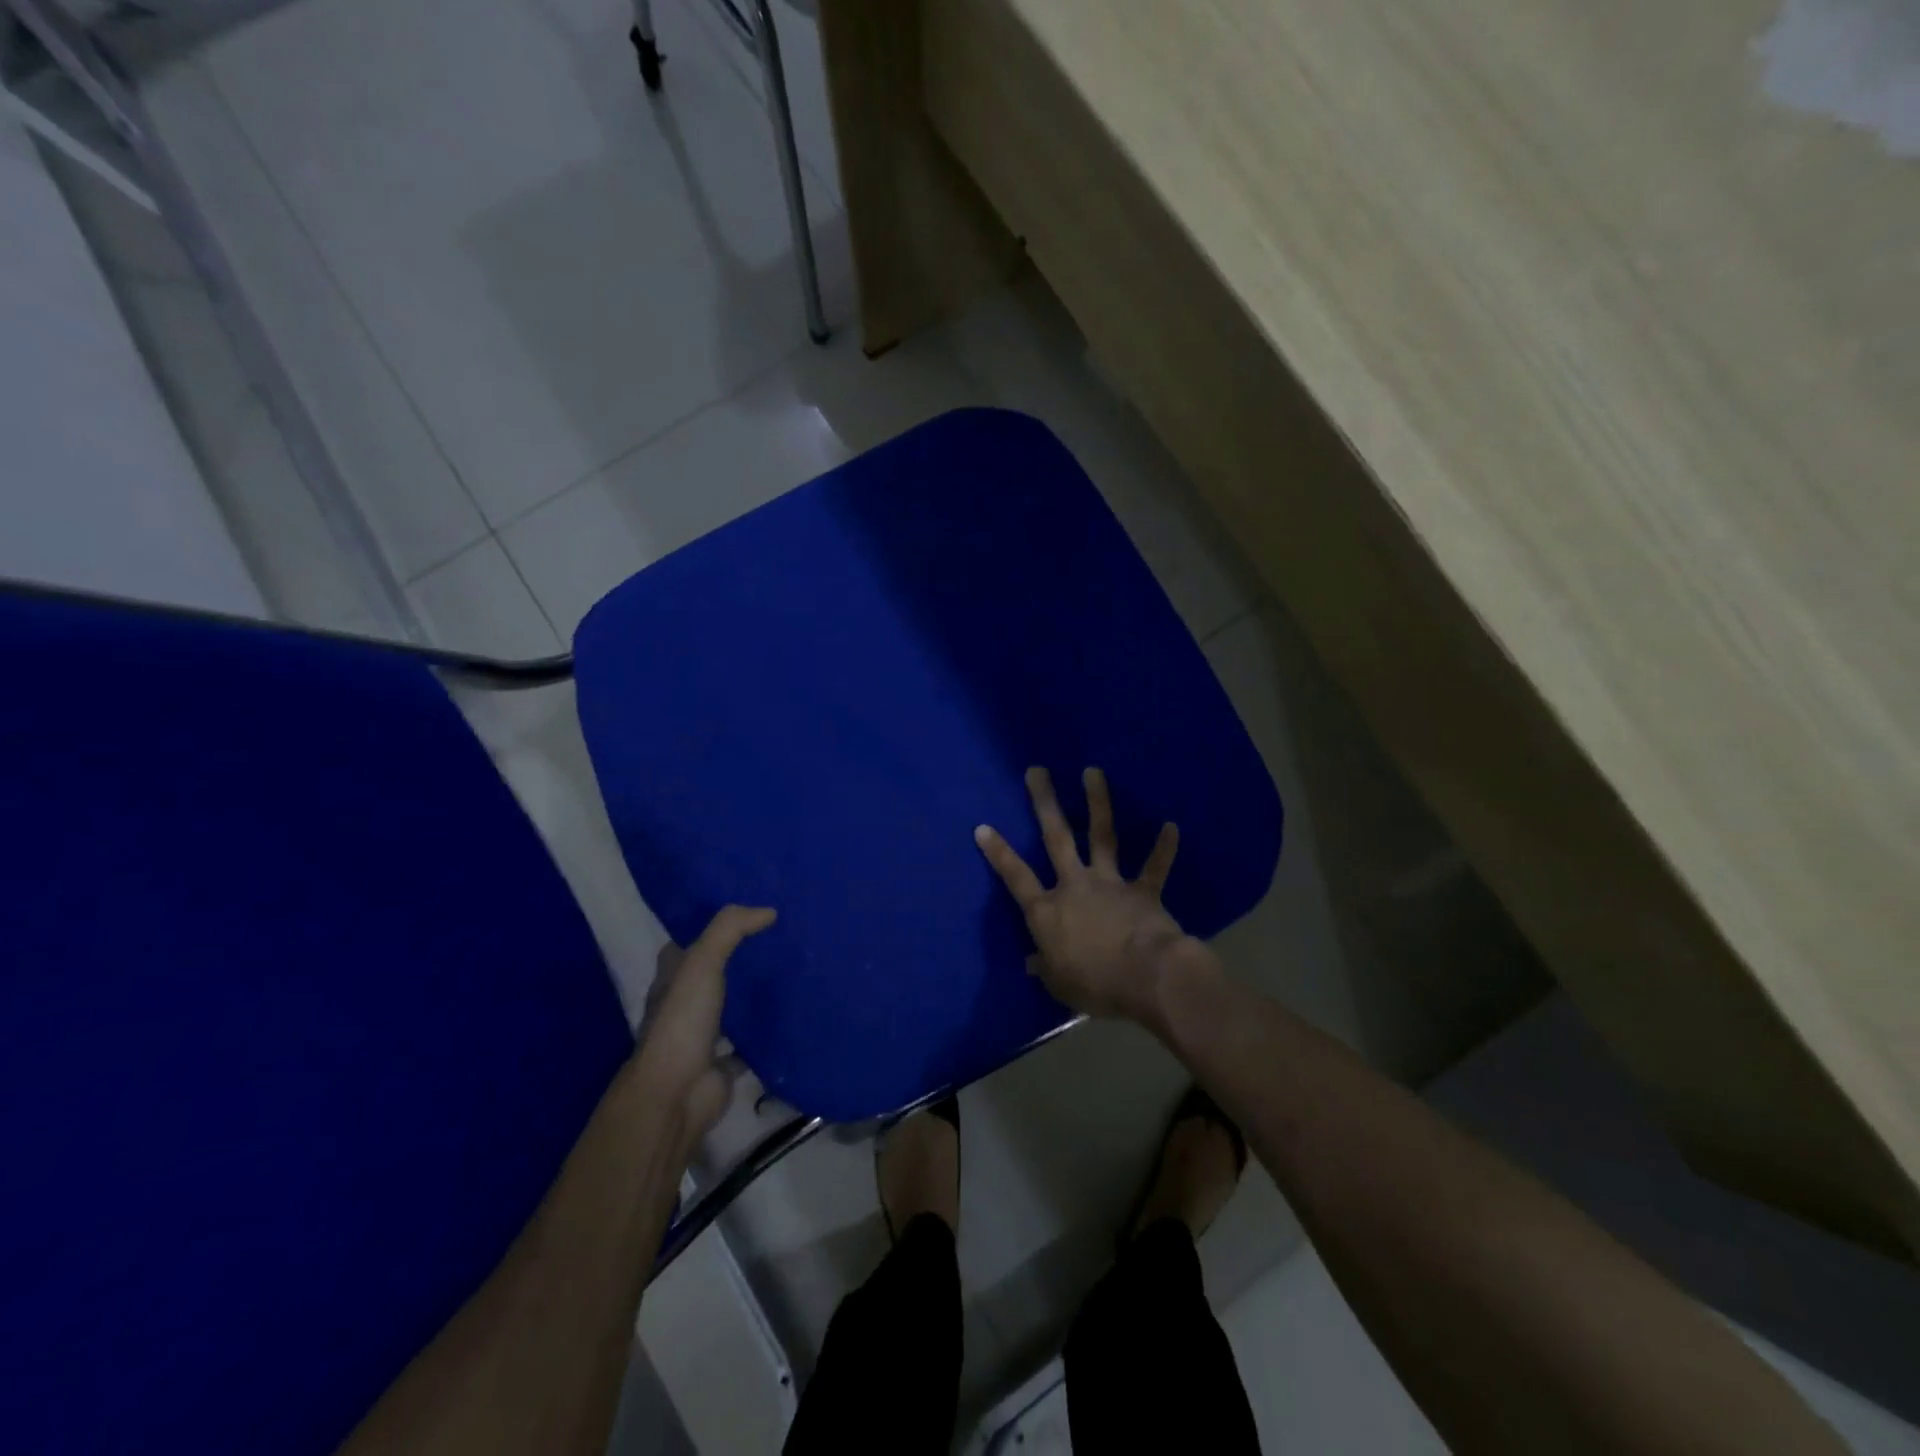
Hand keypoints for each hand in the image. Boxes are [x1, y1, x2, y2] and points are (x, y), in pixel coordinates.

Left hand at [632, 905, 775, 1153]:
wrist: (676, 1095)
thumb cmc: (682, 1021)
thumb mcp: (702, 962)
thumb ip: (731, 929)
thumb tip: (770, 911)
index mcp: (673, 976)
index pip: (693, 940)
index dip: (716, 924)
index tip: (753, 909)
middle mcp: (686, 1002)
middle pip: (718, 971)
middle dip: (745, 956)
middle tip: (784, 934)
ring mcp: (705, 1033)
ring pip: (736, 1004)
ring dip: (758, 992)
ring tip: (796, 967)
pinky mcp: (726, 1060)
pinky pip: (752, 1039)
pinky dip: (769, 1029)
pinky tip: (797, 1011)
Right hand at [975, 766, 1196, 1024]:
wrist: (1147, 978)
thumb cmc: (1095, 985)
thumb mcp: (1059, 985)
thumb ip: (1045, 968)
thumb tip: (1032, 962)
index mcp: (1047, 911)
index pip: (1016, 877)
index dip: (998, 853)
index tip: (983, 827)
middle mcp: (1075, 887)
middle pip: (1056, 838)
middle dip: (1045, 802)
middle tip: (1038, 770)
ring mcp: (1110, 884)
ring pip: (1102, 836)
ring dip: (1098, 802)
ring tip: (1093, 771)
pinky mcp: (1143, 892)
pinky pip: (1154, 867)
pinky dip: (1163, 848)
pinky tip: (1172, 826)